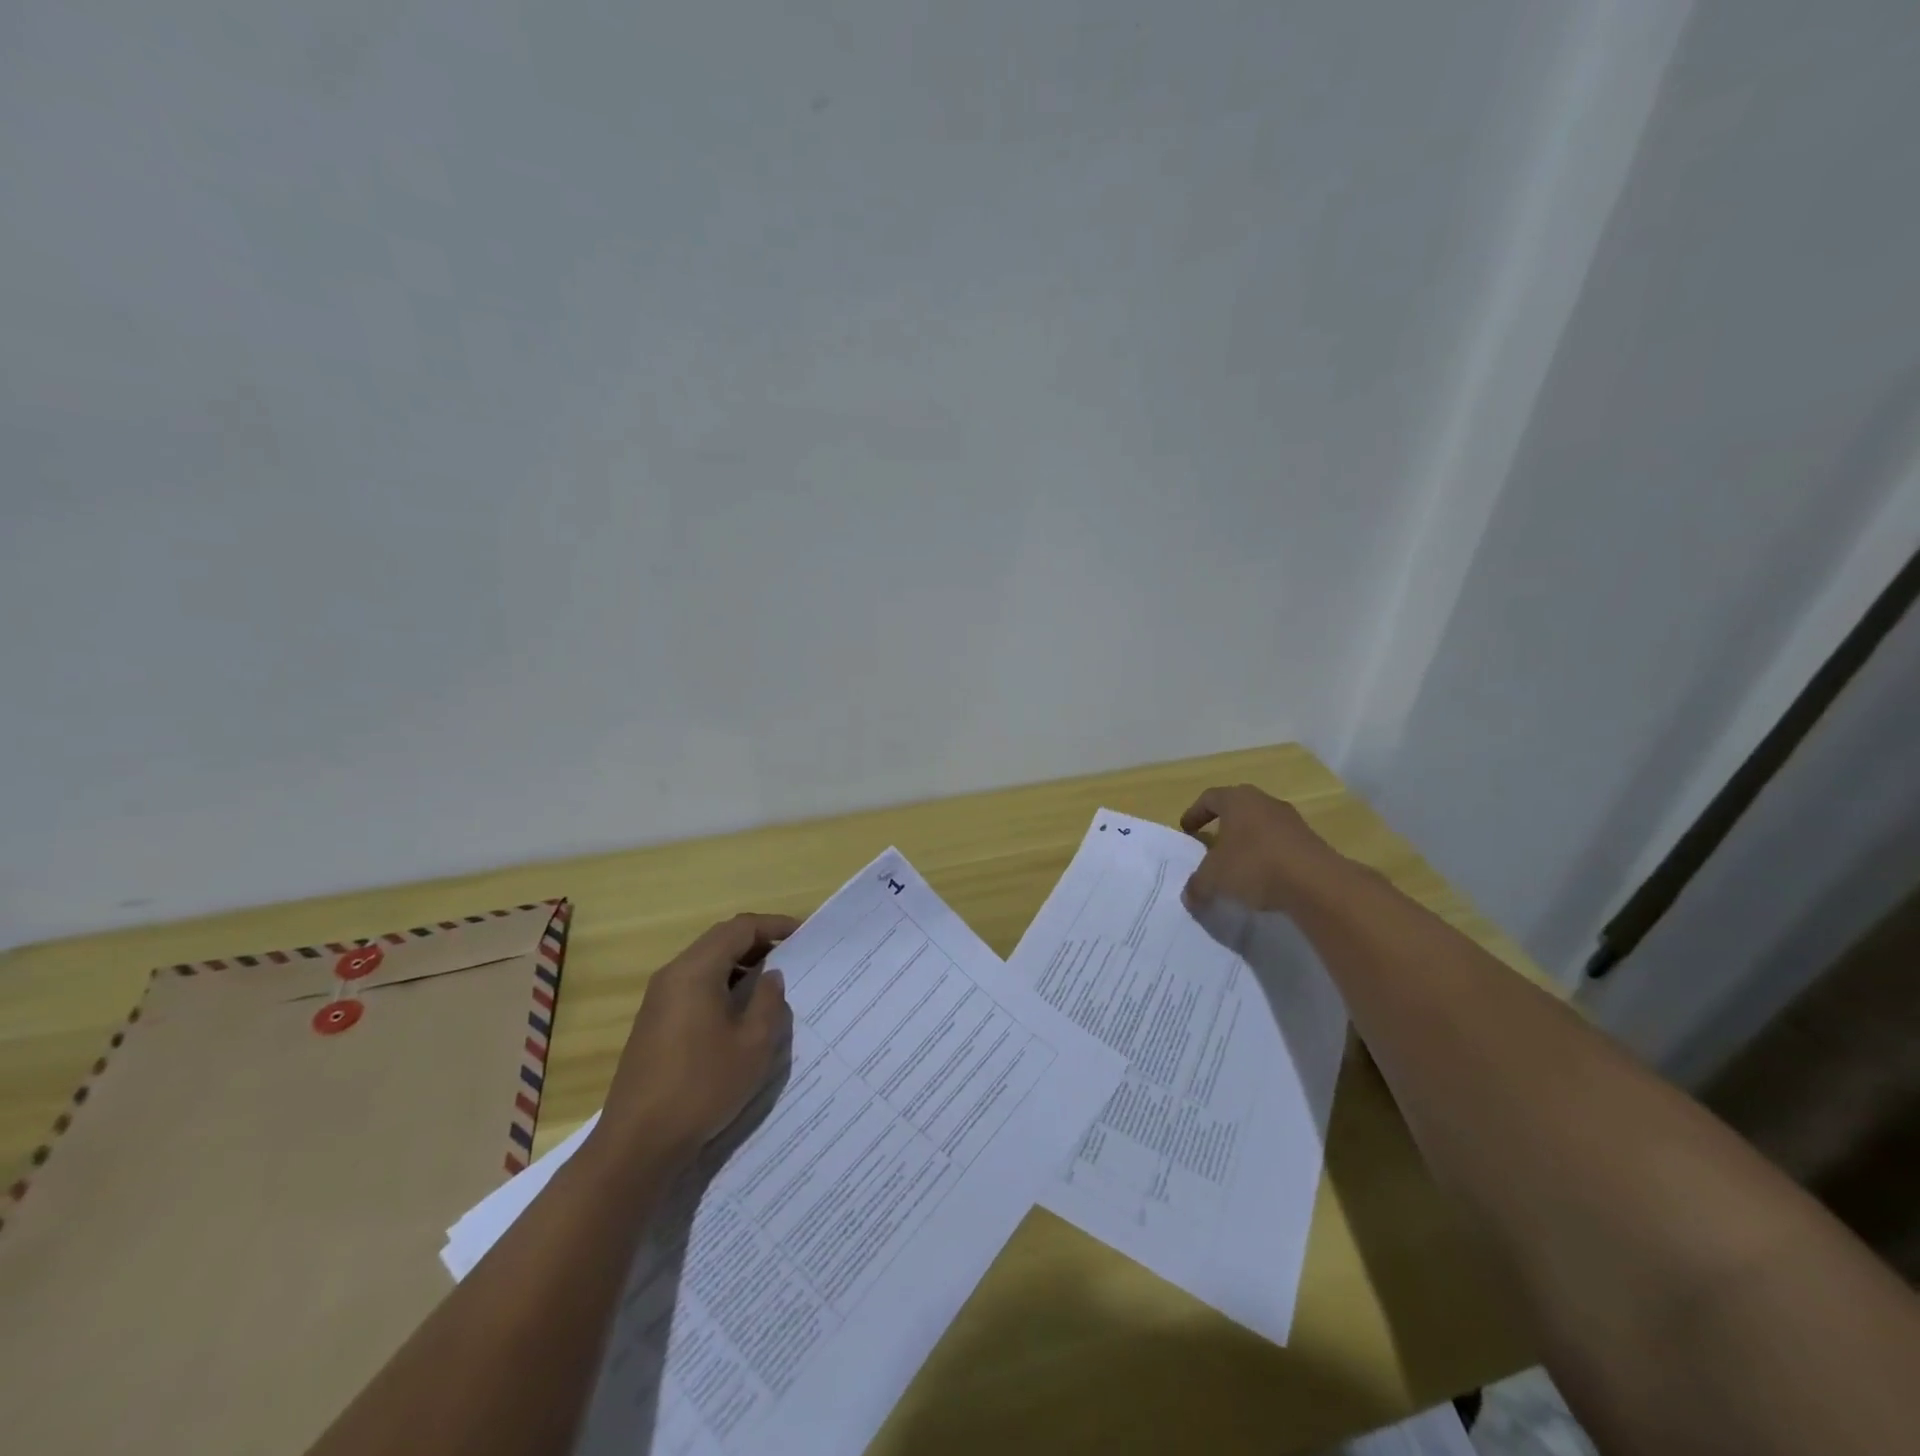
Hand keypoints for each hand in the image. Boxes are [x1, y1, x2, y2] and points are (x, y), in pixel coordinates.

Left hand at [595, 913, 797, 1167]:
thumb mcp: (753, 1045)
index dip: (774, 925)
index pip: (740, 928)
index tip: (804, 935)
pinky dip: (722, 983)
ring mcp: (659, 999)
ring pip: (706, 962)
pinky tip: (740, 1011)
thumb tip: (770, 975)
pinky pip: (694, 985)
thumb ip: (769, 1001)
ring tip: (772, 982)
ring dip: (740, 964)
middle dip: (758, 941)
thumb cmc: (702, 1088)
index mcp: (696, 971)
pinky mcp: (654, 1022)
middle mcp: (673, 975)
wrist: (638, 1144)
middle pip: (720, 939)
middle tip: (792, 955)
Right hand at [1179, 784, 1346, 913]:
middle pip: (1238, 808)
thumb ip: (1197, 885)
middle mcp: (1265, 802)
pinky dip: (1268, 857)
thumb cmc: (1254, 865)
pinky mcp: (1310, 842)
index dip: (1195, 813)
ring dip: (1248, 842)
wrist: (1316, 883)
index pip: (1210, 798)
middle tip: (1211, 844)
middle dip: (1223, 826)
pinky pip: (1280, 844)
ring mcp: (1291, 821)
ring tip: (1238, 865)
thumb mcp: (1213, 878)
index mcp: (1238, 800)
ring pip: (1261, 826)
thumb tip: (1189, 896)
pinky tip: (1263, 879)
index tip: (1187, 830)